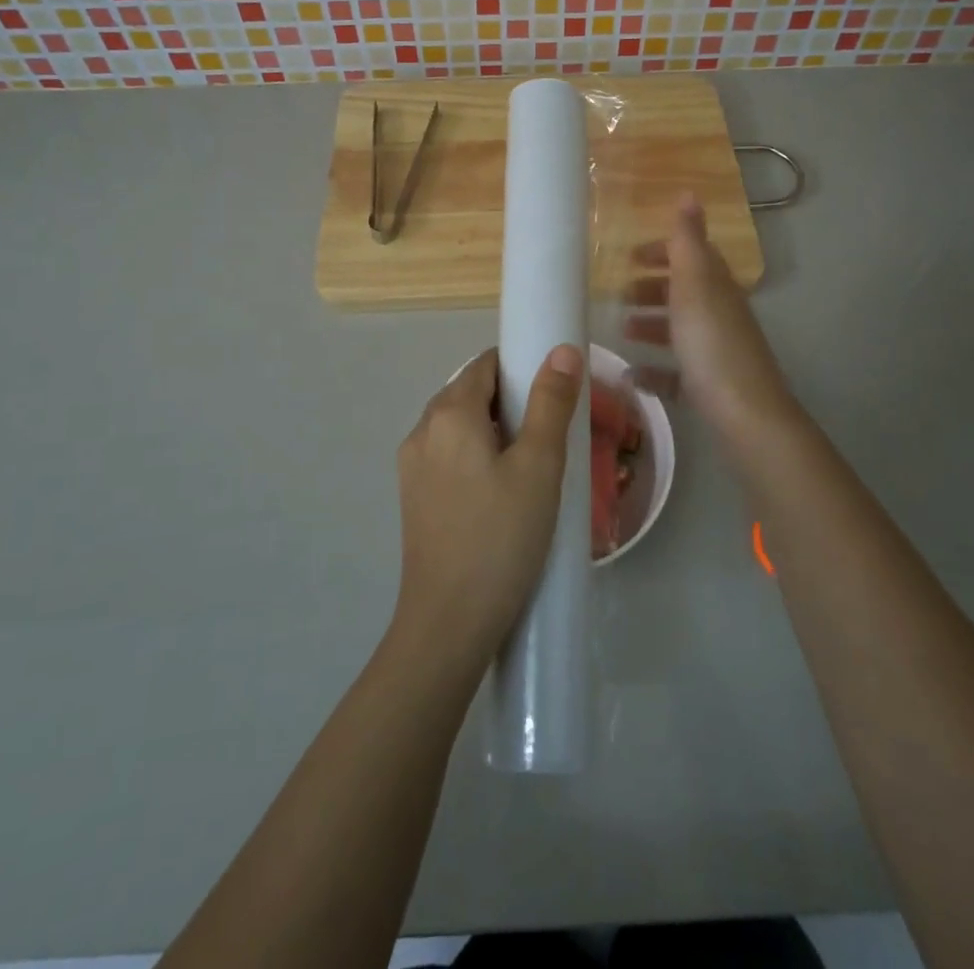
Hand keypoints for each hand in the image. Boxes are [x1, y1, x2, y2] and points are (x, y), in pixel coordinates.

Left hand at [392, 345, 584, 668]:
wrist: (449, 623)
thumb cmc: (501, 537)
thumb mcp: (539, 466)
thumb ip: (550, 403)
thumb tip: (561, 350)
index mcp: (448, 413)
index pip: (485, 364)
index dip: (521, 368)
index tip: (554, 393)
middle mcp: (421, 430)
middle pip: (470, 392)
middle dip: (511, 401)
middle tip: (551, 433)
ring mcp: (412, 466)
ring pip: (459, 427)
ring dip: (494, 431)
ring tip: (532, 465)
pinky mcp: (414, 497)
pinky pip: (449, 456)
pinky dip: (477, 456)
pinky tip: (502, 493)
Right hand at [626, 194, 796, 440]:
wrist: (745, 414)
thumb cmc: (712, 344)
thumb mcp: (695, 284)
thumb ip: (687, 240)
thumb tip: (689, 191)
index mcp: (716, 287)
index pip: (691, 257)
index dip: (662, 252)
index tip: (629, 257)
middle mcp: (719, 315)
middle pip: (684, 293)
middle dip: (652, 290)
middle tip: (617, 295)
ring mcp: (716, 352)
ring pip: (680, 331)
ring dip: (651, 326)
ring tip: (622, 331)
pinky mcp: (709, 387)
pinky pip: (677, 372)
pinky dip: (654, 370)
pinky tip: (632, 377)